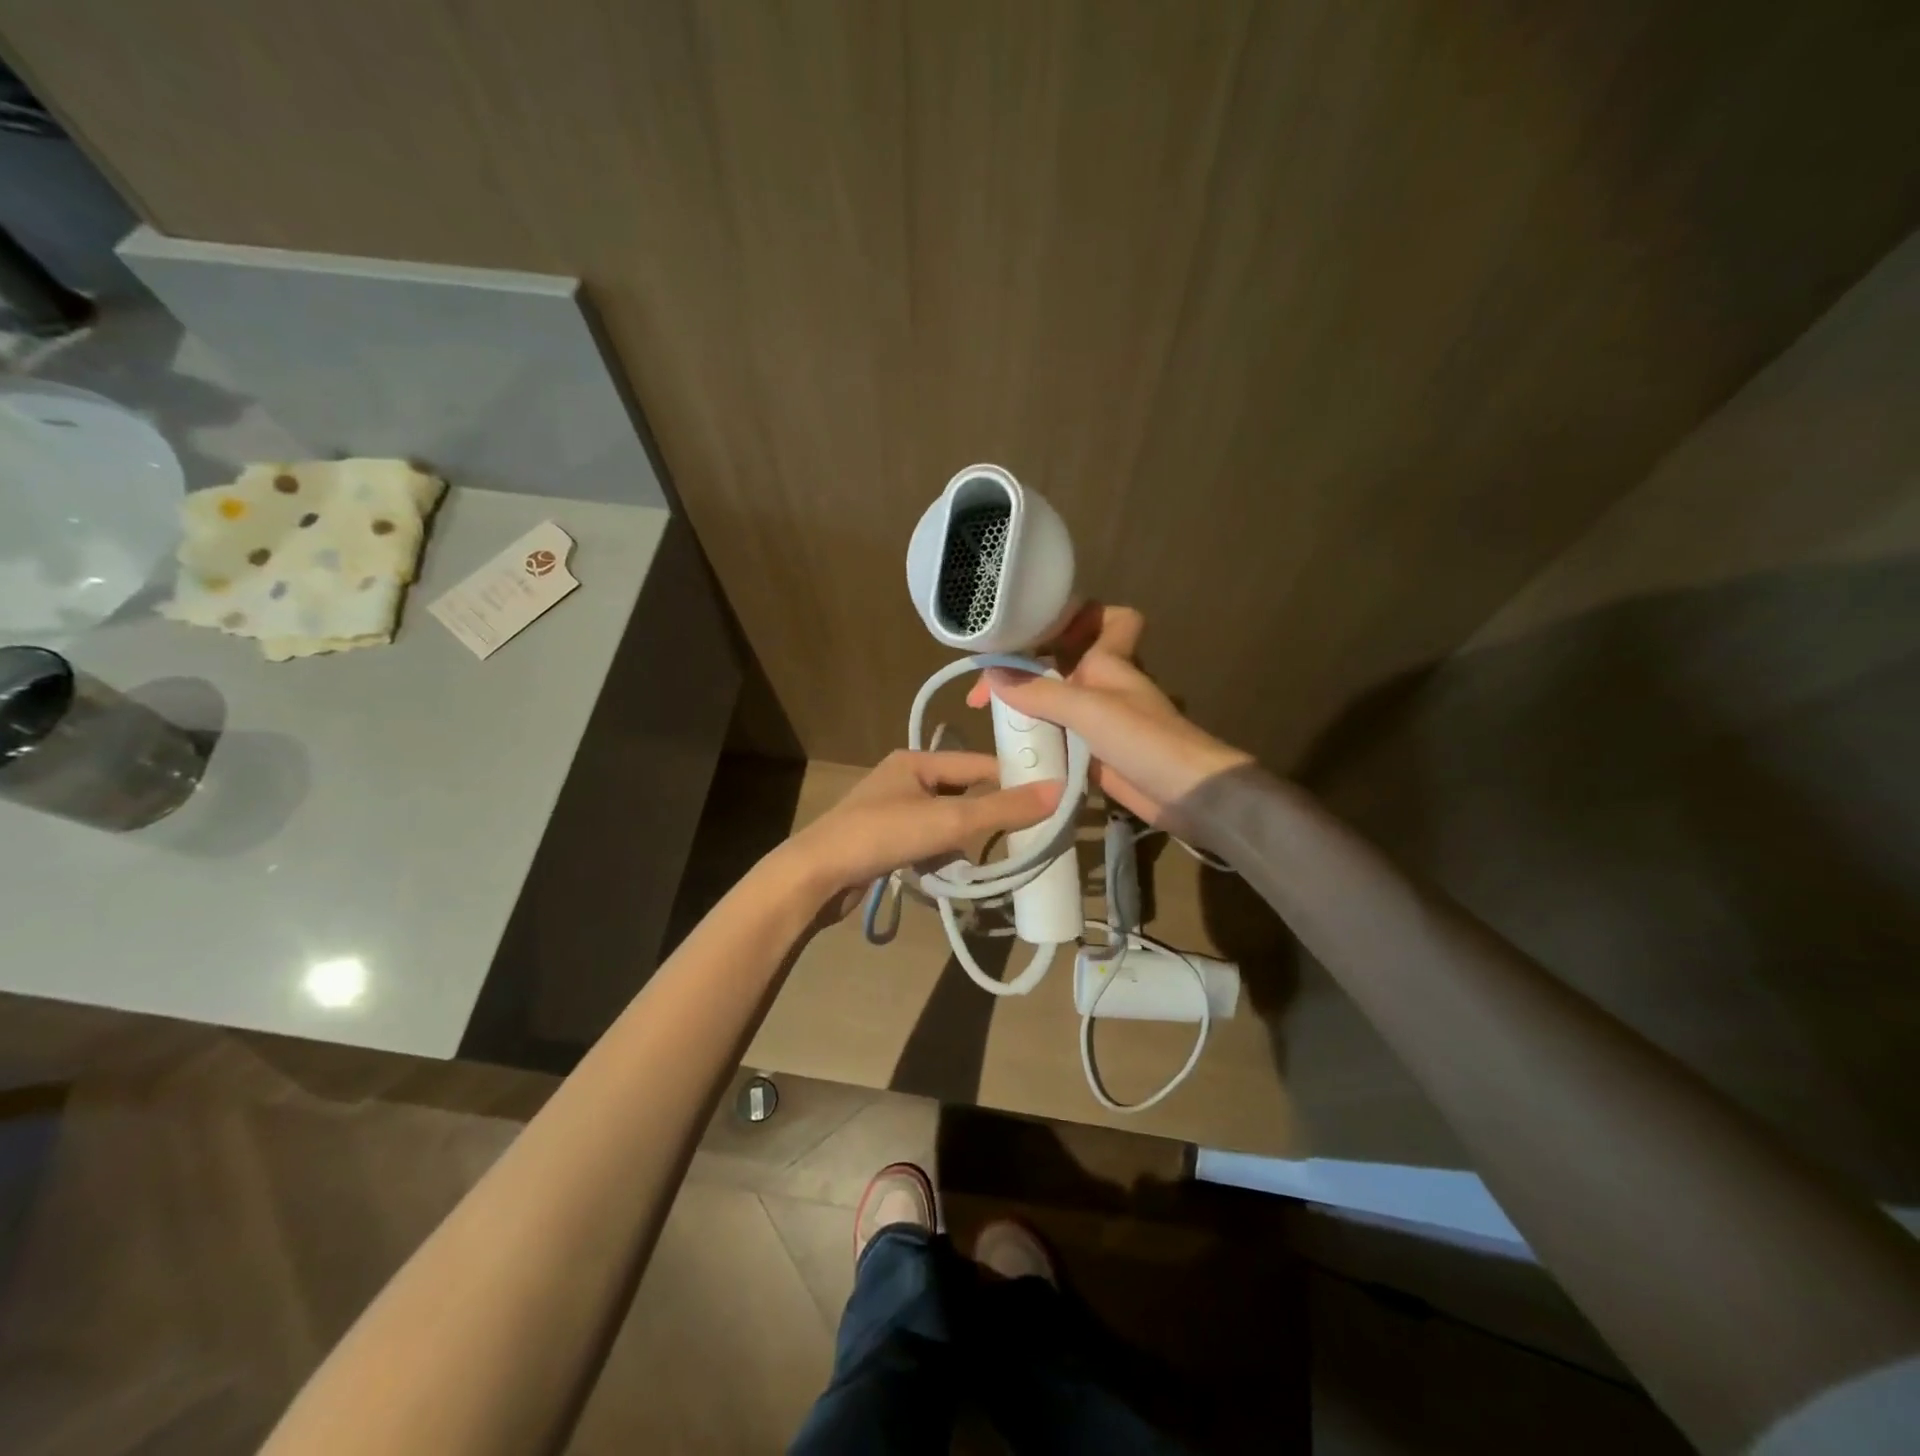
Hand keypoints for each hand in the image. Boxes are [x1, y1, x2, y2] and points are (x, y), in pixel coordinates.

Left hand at [782, 750, 1061, 904]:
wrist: (815, 876)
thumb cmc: (882, 835)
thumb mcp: (949, 821)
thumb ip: (1002, 809)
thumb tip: (1059, 791)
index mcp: (915, 761)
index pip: (978, 764)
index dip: (1013, 779)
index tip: (1047, 799)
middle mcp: (903, 779)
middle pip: (963, 793)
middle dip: (989, 815)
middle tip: (1024, 835)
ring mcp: (890, 810)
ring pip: (946, 820)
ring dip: (965, 839)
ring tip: (984, 858)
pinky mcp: (883, 839)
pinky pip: (927, 840)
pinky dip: (942, 854)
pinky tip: (949, 871)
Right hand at [966, 604, 1248, 823]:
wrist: (1186, 794)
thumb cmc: (1144, 739)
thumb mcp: (1087, 708)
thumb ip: (1038, 690)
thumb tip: (990, 673)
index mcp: (1107, 659)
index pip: (1100, 616)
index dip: (1072, 615)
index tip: (1029, 630)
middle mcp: (1101, 682)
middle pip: (1061, 661)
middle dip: (1025, 666)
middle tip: (982, 691)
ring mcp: (1097, 718)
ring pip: (1054, 698)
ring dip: (1025, 703)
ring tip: (984, 715)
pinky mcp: (1093, 750)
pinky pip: (1056, 733)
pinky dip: (1035, 735)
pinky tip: (1008, 746)